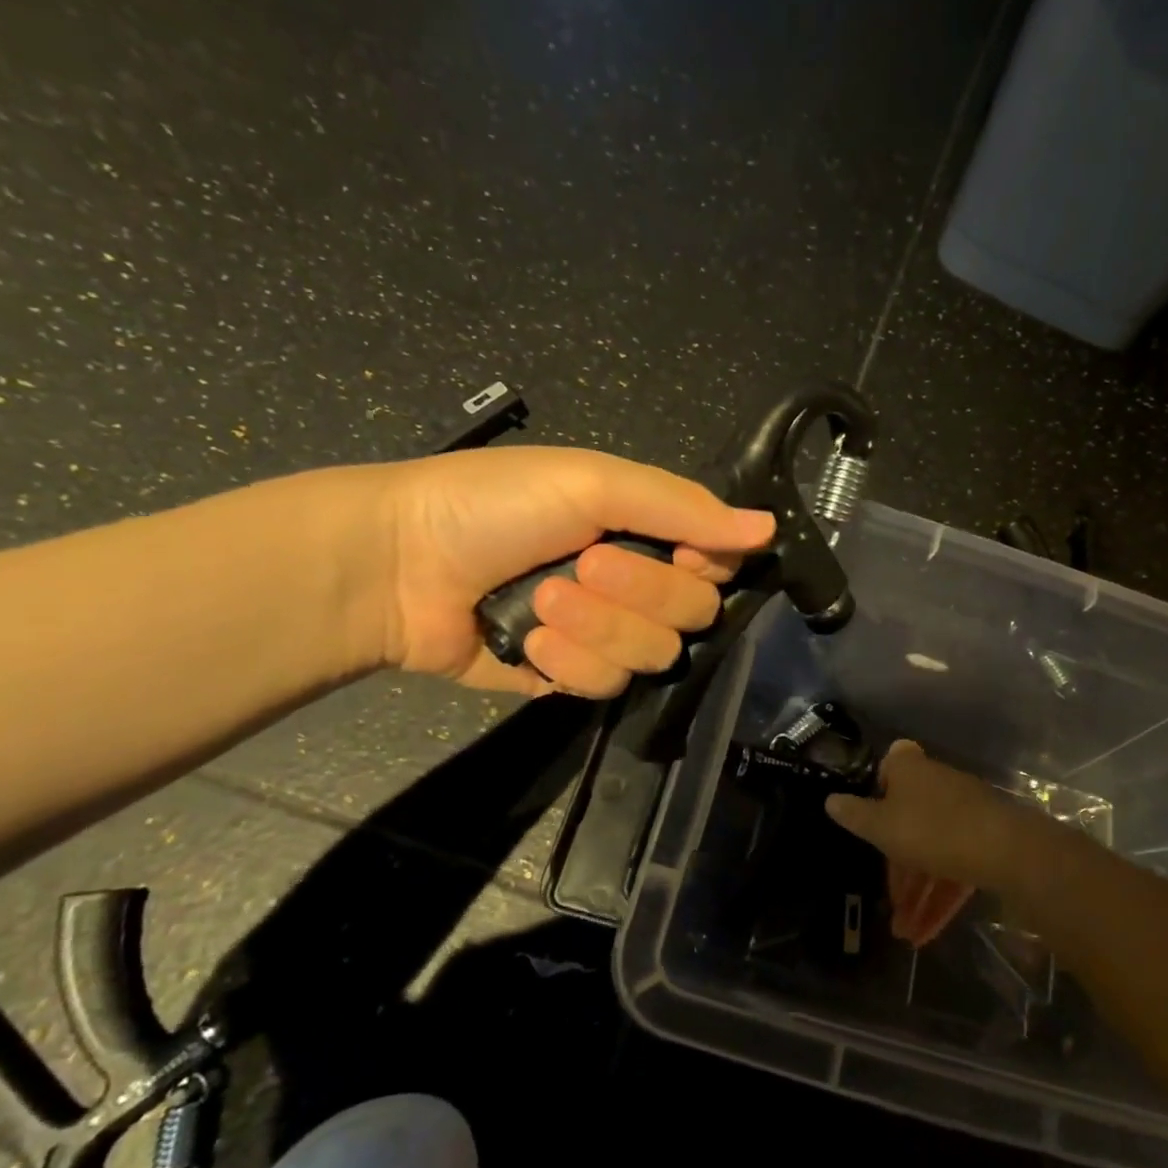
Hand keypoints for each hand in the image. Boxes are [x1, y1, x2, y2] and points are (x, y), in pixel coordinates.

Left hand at [379, 446, 774, 697]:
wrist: (397, 565)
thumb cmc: (495, 506)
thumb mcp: (591, 482)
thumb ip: (683, 507)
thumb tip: (770, 528)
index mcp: (645, 532)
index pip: (718, 565)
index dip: (705, 568)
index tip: (677, 555)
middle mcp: (635, 585)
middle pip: (693, 615)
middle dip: (637, 593)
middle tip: (582, 566)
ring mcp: (604, 635)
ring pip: (653, 656)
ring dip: (596, 628)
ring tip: (540, 603)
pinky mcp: (571, 677)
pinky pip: (607, 685)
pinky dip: (566, 663)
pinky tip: (525, 644)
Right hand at [826, 741, 1076, 942]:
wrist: (1005, 849)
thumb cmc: (930, 829)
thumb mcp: (881, 826)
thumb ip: (854, 814)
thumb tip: (830, 800)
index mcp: (910, 770)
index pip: (890, 766)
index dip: (878, 790)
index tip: (870, 821)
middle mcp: (937, 784)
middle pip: (909, 820)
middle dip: (899, 868)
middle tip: (890, 903)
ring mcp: (965, 811)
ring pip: (933, 850)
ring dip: (918, 893)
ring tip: (906, 934)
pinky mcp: (986, 838)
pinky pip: (955, 865)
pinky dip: (941, 896)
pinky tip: (928, 933)